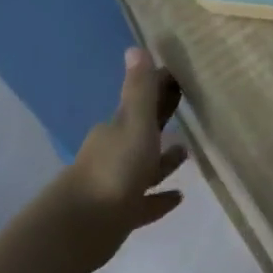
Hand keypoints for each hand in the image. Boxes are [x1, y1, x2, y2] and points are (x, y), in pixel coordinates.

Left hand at [60, 47, 186, 267]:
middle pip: (142, 134)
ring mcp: (118, 185)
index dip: (159, 90)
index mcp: (117, 130)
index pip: (140, 103)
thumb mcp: (133, 125)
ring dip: (164, 161)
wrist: (84, 225)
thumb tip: (135, 48)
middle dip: (161, 122)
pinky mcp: (123, 214)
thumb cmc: (114, 170)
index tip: (179, 79)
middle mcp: (115, 153)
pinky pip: (147, 202)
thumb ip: (139, 91)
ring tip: (187, 152)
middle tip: (187, 113)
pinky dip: (161, 198)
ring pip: (145, 168)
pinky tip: (178, 197)